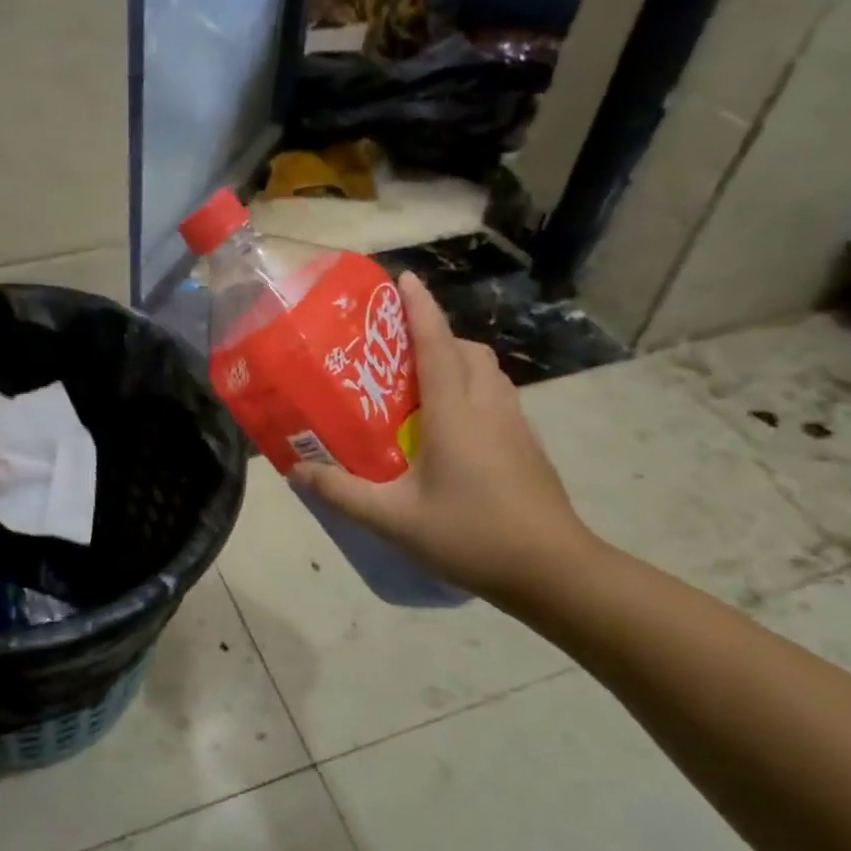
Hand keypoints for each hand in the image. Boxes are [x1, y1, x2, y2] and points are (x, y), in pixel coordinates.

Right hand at [291, 271, 598, 602]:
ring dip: (457, 362)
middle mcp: (488, 406)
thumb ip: (342, 492)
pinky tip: (450, 430)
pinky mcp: (527, 445)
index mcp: (455, 413)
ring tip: (420, 389)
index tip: (404, 279)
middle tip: (397, 355)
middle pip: (467, 350)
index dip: (420, 309)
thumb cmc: (470, 536)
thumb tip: (297, 471)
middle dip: (436, 336)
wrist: (553, 571)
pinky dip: (472, 391)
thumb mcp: (393, 519)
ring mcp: (515, 425)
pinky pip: (496, 397)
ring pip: (487, 372)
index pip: (436, 345)